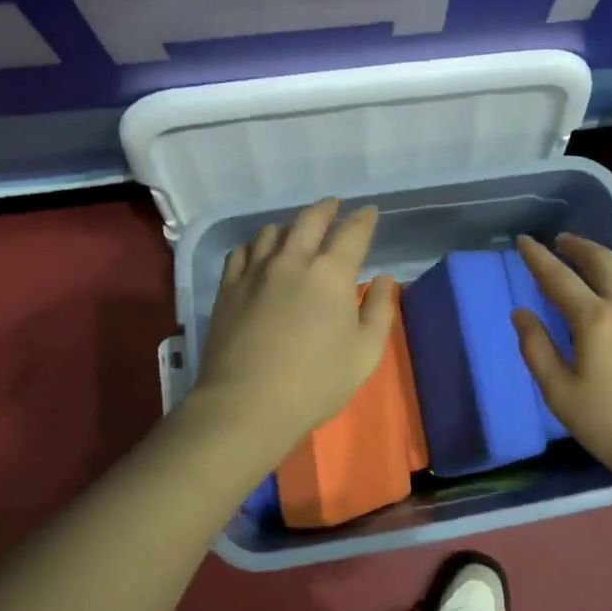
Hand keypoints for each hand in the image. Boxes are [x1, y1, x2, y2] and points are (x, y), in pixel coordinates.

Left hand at [191, 198, 396, 453]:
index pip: (352, 232)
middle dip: (327, 208)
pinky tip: (259, 253)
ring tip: (296, 230)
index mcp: (331, 274)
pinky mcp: (228, 288)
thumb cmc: (315, 383)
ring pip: (272, 232)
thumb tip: (382, 279)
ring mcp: (255, 271)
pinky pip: (242, 252)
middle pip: (310, 220)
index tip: (369, 212)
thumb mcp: (365, 354)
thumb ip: (379, 311)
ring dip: (290, 226)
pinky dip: (256, 245)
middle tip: (334, 205)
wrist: (246, 405)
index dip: (364, 219)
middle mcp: (293, 261)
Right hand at [512, 233, 611, 488]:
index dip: (537, 256)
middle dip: (576, 245)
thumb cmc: (611, 426)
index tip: (523, 241)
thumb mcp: (560, 394)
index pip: (558, 276)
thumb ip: (536, 348)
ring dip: (609, 260)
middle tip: (559, 242)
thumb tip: (521, 312)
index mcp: (594, 319)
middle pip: (600, 259)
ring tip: (595, 267)